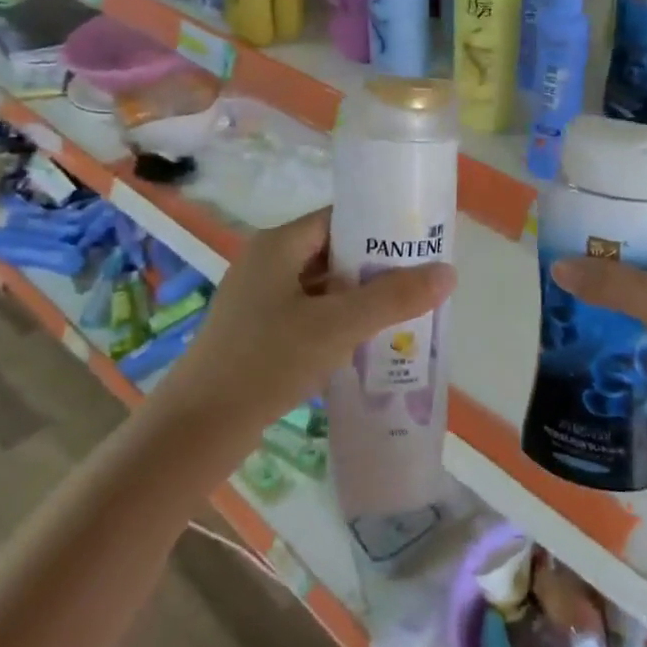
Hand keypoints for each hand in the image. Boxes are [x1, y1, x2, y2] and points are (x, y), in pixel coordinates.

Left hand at [155, 207, 456, 435]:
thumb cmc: (267, 361)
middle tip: (420, 282)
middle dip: (376, 267)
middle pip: (333, 252)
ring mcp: (259, 300)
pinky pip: (309, 315)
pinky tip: (367, 342)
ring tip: (405, 311)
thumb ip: (393, 298)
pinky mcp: (258, 333)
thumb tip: (448, 272)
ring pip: (322, 287)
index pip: (338, 219)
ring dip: (359, 298)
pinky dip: (338, 322)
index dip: (379, 227)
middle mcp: (267, 263)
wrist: (198, 427)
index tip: (419, 244)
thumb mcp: (337, 326)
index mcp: (278, 245)